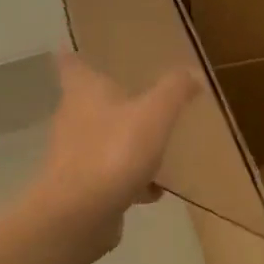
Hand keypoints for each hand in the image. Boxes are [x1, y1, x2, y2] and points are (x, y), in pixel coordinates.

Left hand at [28, 48, 200, 253]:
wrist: (79, 215)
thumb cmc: (113, 151)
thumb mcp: (155, 114)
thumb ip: (174, 90)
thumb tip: (192, 73)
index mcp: (84, 93)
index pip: (71, 65)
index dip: (73, 56)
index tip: (72, 48)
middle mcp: (72, 120)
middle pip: (87, 103)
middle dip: (109, 100)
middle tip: (136, 94)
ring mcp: (74, 157)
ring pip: (101, 141)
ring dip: (124, 142)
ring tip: (155, 145)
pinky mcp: (81, 189)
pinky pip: (110, 176)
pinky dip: (130, 179)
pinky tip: (154, 190)